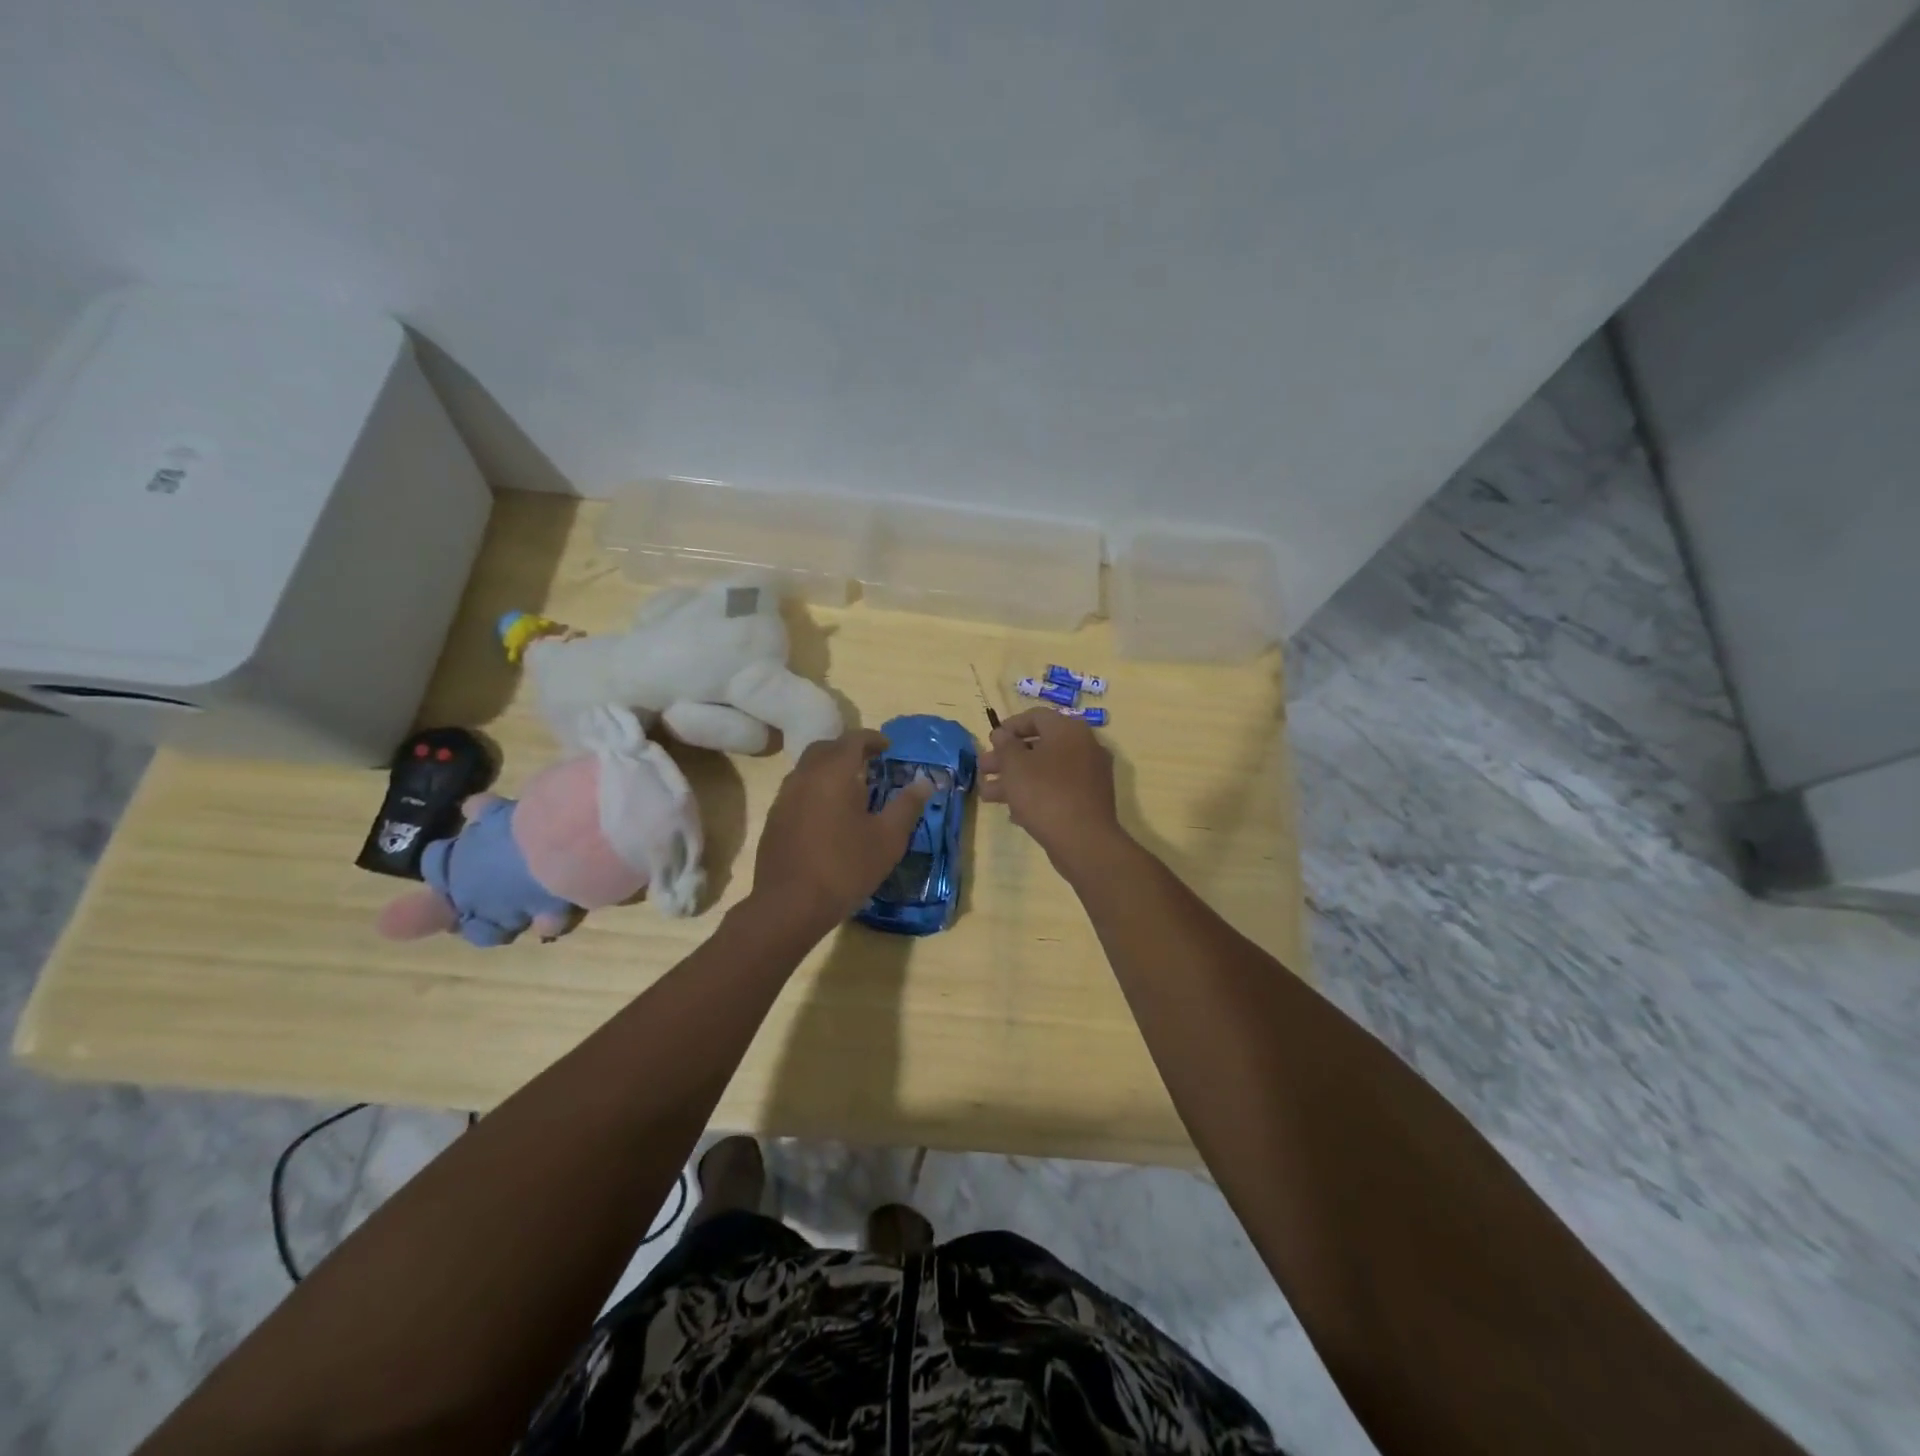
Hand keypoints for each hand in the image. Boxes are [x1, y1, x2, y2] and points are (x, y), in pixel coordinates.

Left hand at [749, 728, 933, 932]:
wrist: (789, 905)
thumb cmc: (845, 868)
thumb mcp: (888, 839)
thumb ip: (907, 806)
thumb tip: (925, 782)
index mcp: (834, 773)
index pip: (853, 739)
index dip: (873, 739)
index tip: (888, 748)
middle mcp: (805, 776)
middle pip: (826, 748)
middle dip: (849, 749)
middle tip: (870, 763)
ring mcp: (784, 797)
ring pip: (808, 768)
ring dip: (830, 769)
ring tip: (851, 788)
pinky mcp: (774, 819)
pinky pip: (797, 790)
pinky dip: (816, 789)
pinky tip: (829, 814)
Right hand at [979, 709, 1124, 868]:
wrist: (1083, 840)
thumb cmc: (1044, 794)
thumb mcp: (1015, 765)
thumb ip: (1005, 745)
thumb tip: (1002, 734)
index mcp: (1068, 730)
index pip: (1036, 716)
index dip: (1009, 727)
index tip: (990, 741)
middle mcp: (1084, 746)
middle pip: (1039, 745)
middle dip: (1007, 758)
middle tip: (983, 769)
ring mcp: (1089, 774)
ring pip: (1046, 770)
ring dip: (1015, 779)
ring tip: (987, 795)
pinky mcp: (1089, 799)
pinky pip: (1057, 789)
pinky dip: (1035, 794)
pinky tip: (1013, 812)